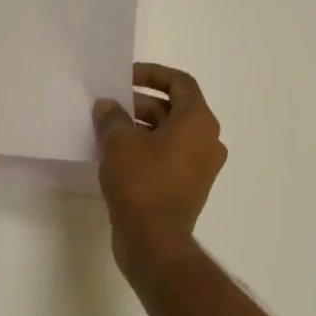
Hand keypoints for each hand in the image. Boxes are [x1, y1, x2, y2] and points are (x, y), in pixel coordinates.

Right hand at [92, 63, 226, 278]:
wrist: (154, 240)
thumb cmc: (140, 182)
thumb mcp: (118, 143)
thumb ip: (112, 117)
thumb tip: (108, 106)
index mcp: (198, 121)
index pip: (180, 83)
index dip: (153, 74)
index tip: (125, 77)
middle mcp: (208, 140)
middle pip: (175, 109)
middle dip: (141, 103)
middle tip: (111, 106)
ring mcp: (201, 167)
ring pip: (171, 135)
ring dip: (142, 127)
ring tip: (109, 130)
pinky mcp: (190, 188)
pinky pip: (170, 157)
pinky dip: (148, 149)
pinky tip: (118, 156)